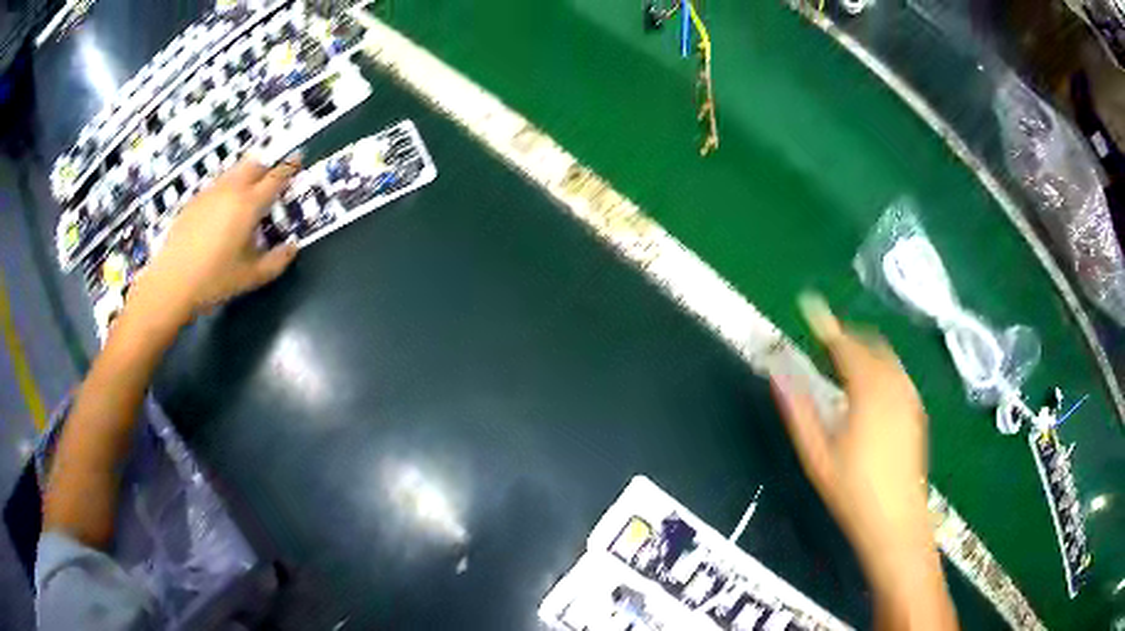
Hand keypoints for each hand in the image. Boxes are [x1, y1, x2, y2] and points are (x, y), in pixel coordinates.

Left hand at [132, 156, 300, 321]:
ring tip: (246, 195)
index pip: (276, 177)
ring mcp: (209, 193)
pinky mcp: (193, 201)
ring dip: (245, 176)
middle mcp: (230, 190)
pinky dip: (227, 188)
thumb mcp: (252, 277)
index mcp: (249, 205)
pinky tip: (222, 210)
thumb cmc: (214, 280)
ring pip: (233, 171)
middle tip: (271, 182)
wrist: (171, 283)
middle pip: (254, 165)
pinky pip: (217, 184)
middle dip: (266, 168)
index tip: (298, 160)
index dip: (289, 167)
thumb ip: (277, 261)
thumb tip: (292, 247)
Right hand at [773, 294, 930, 589]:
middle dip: (847, 336)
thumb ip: (798, 409)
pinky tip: (870, 389)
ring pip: (887, 357)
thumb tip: (778, 373)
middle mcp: (894, 385)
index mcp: (868, 390)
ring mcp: (910, 397)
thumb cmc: (852, 491)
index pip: (845, 345)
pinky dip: (881, 367)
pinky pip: (898, 374)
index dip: (826, 325)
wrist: (896, 522)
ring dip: (865, 350)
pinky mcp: (917, 411)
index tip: (809, 306)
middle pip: (871, 344)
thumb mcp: (817, 454)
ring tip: (843, 363)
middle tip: (824, 342)